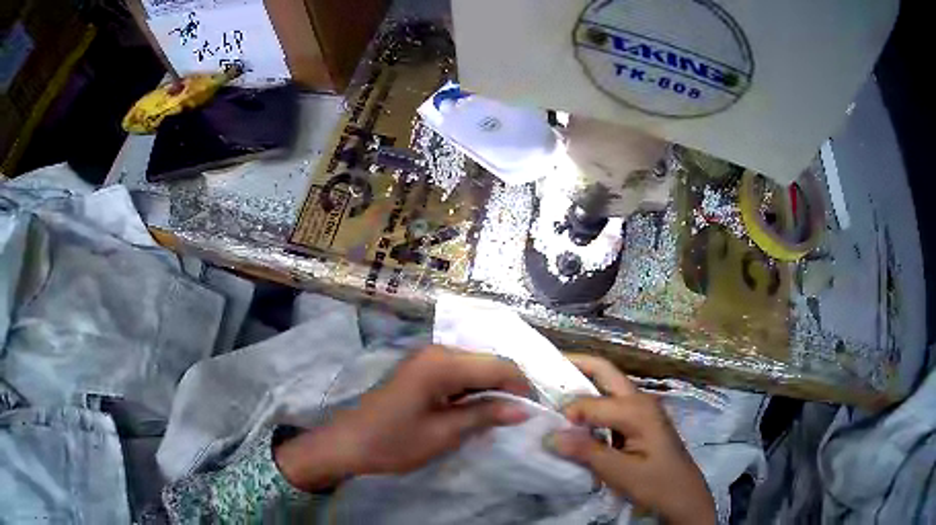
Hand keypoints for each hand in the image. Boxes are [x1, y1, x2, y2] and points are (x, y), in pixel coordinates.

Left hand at [275, 346, 530, 490]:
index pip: (499, 365)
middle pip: (488, 363)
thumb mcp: (443, 433)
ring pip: (476, 368)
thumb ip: (485, 415)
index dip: (522, 387)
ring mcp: (428, 358)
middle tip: (520, 418)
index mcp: (442, 362)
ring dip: (492, 390)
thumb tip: (525, 409)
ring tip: (502, 418)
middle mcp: (437, 351)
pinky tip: (477, 411)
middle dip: (509, 388)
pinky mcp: (422, 370)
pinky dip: (474, 391)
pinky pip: (460, 374)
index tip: (535, 413)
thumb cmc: (393, 442)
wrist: (348, 444)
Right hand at [546, 355, 715, 524]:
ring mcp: (643, 408)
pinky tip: (578, 416)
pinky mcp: (641, 420)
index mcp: (637, 410)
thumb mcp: (619, 472)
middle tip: (544, 369)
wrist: (683, 496)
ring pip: (608, 385)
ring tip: (554, 391)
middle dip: (575, 365)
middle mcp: (640, 400)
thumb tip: (549, 436)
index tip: (547, 429)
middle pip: (605, 371)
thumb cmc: (656, 484)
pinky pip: (612, 402)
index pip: (590, 402)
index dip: (566, 413)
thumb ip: (585, 451)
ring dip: (583, 383)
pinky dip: (592, 402)